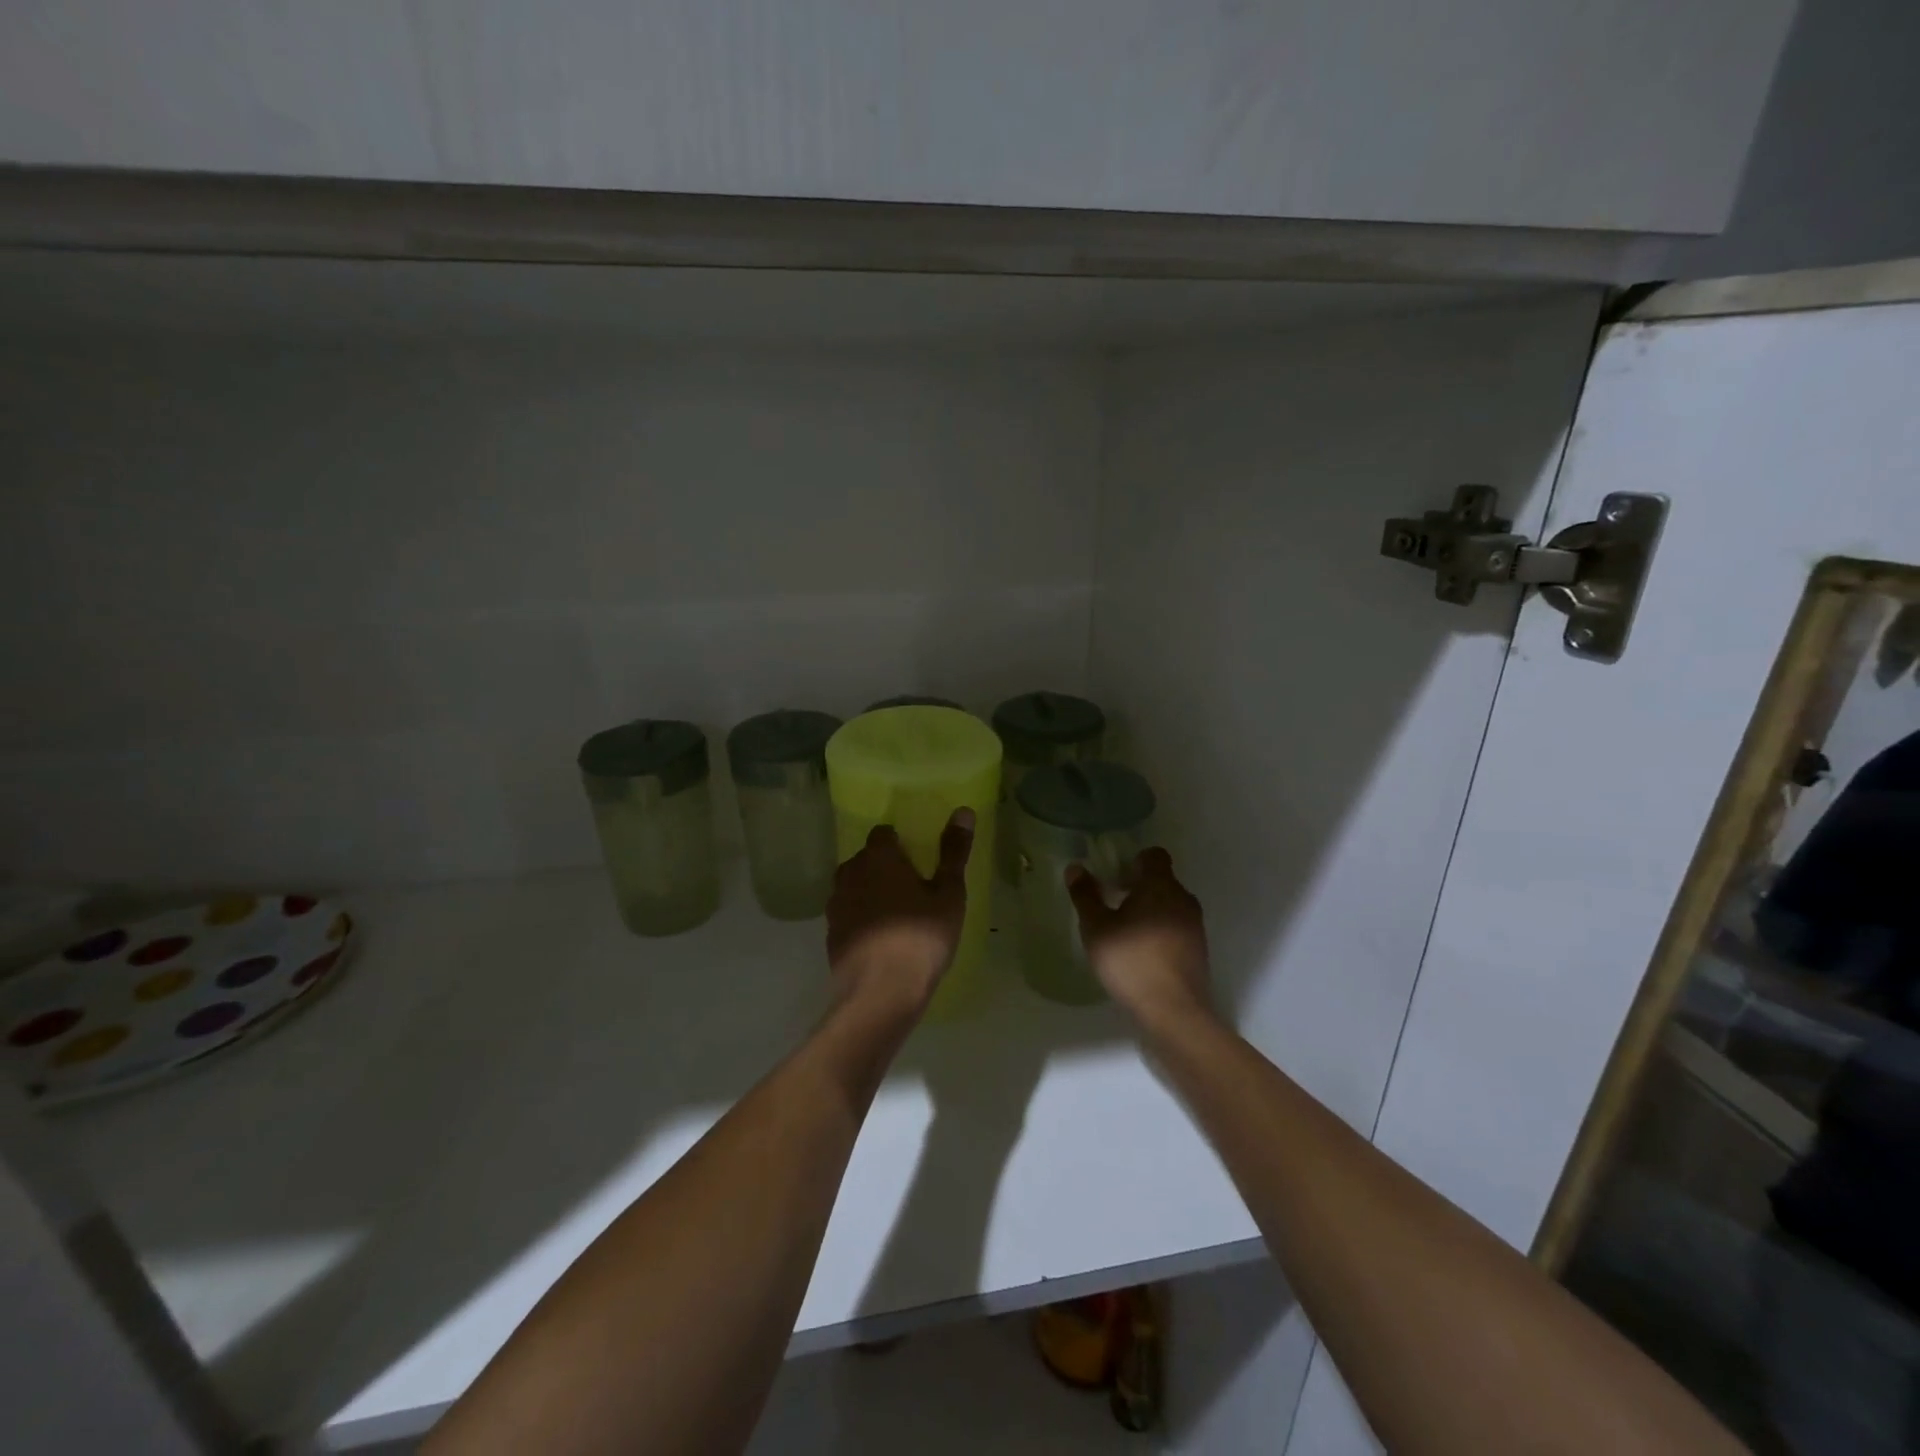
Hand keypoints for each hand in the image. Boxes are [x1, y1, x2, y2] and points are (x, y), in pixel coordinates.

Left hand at [826, 809, 974, 1021]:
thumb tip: (963, 811)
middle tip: (914, 886)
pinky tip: (882, 938)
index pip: (884, 833)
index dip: (901, 842)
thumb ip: (953, 852)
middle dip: (886, 867)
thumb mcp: (948, 894)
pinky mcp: (831, 935)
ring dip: (872, 892)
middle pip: (867, 859)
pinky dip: (863, 918)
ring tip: (898, 912)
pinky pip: (849, 915)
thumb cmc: (920, 937)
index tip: (919, 858)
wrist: (879, 994)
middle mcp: (850, 873)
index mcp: (877, 856)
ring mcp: (836, 905)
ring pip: (855, 887)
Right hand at [1066, 848, 1211, 1028]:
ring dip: (1148, 910)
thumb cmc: (1131, 961)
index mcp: (1161, 885)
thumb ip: (1085, 895)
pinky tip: (1140, 953)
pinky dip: (1159, 930)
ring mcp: (1195, 925)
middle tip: (1110, 905)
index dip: (1132, 861)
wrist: (1174, 1011)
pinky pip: (1176, 926)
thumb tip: (1075, 867)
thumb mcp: (1096, 928)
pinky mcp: (1198, 949)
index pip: (1153, 855)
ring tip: (1122, 932)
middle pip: (1160, 880)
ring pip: (1169, 905)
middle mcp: (1183, 898)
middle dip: (1136, 887)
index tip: (1112, 878)